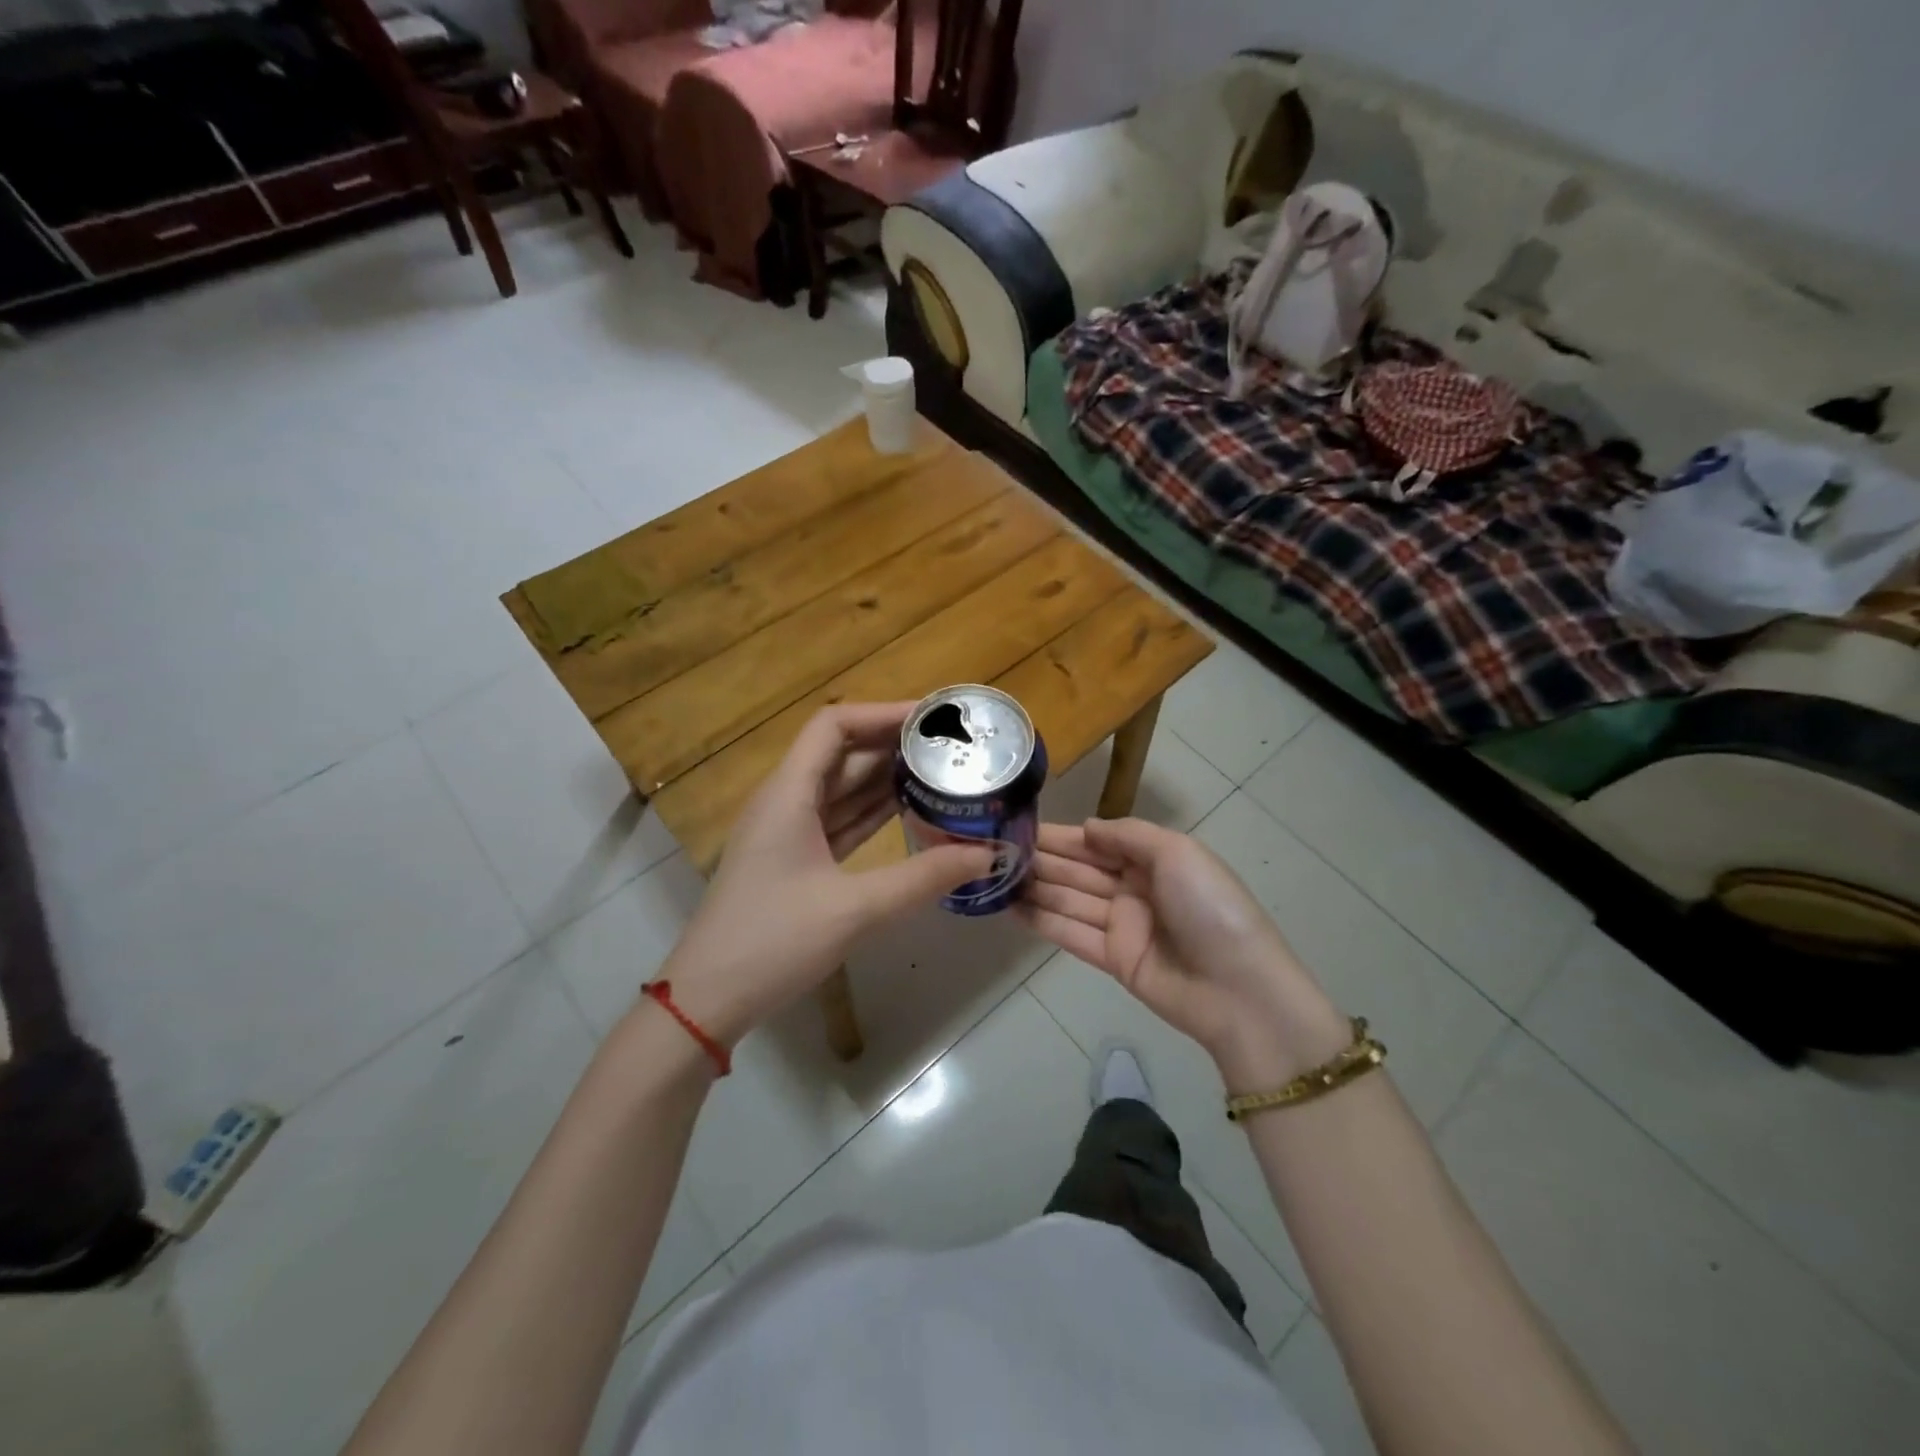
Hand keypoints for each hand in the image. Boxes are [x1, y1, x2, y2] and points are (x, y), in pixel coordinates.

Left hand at [657, 703, 994, 1047]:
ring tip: (940, 772)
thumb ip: (922, 878)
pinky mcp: (794, 861)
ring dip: (885, 778)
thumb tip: (986, 854)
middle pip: (841, 753)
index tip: (932, 719)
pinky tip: (909, 813)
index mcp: (788, 794)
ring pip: (841, 788)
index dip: (882, 713)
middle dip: (893, 744)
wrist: (707, 999)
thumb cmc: (772, 942)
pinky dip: (872, 812)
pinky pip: (839, 820)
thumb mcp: (854, 909)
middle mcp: (785, 802)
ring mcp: (787, 833)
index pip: (834, 726)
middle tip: (948, 747)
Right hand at [1018, 818, 1350, 1088]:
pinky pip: (1072, 934)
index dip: (1063, 835)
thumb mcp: (1177, 854)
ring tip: (993, 877)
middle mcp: (1135, 888)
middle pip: (1080, 869)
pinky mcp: (1113, 960)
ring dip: (1035, 888)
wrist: (1238, 990)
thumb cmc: (1210, 908)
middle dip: (1042, 859)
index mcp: (1155, 860)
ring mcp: (1123, 926)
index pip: (1098, 842)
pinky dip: (1043, 921)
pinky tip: (1011, 909)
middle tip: (994, 850)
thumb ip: (1128, 835)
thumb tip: (1086, 828)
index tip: (1021, 826)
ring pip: (1070, 900)